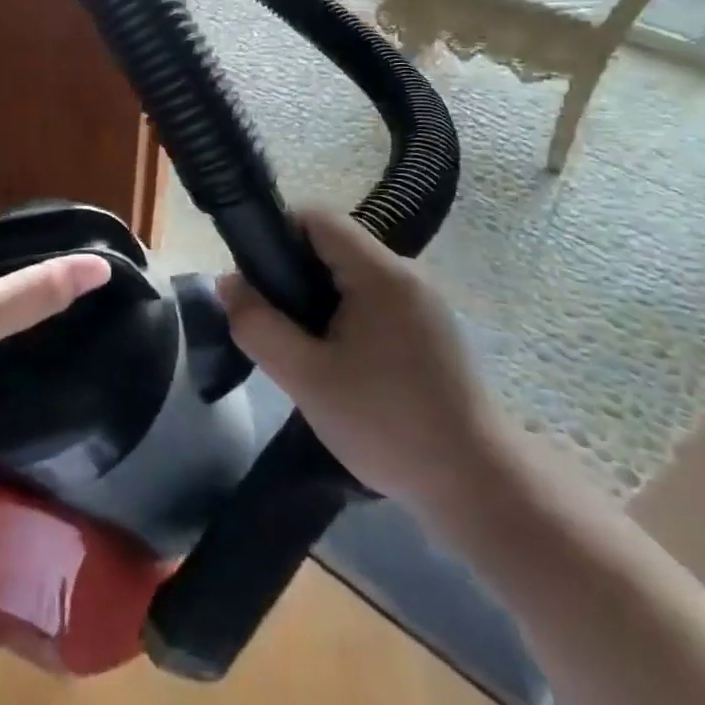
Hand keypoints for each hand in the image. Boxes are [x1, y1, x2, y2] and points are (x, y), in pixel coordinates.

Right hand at [217, 206, 503, 514]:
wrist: (477, 487)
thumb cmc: (386, 425)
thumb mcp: (306, 378)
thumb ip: (258, 325)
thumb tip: (228, 282)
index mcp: (380, 273)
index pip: (317, 218)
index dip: (277, 234)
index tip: (256, 278)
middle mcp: (407, 274)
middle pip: (333, 245)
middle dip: (294, 273)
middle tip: (274, 322)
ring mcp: (424, 302)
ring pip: (353, 275)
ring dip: (319, 298)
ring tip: (303, 348)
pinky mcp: (432, 329)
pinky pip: (375, 300)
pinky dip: (346, 316)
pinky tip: (341, 364)